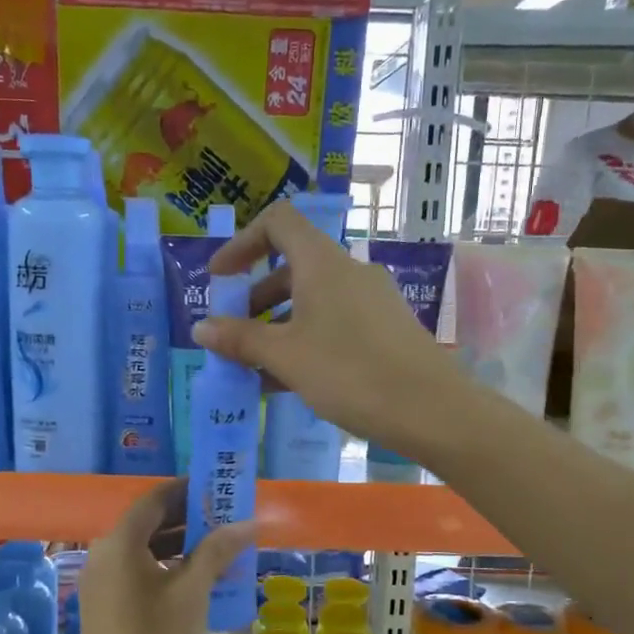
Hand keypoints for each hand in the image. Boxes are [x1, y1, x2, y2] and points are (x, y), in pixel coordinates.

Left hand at [71, 480, 254, 633]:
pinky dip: (169, 570)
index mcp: (120, 544)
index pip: (154, 500)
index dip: (187, 491)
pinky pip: (140, 574)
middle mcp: (105, 556)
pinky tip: (202, 583)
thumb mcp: (193, 595)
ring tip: (224, 550)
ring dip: (183, 546)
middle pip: (149, 524)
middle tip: (230, 520)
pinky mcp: (108, 609)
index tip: (220, 490)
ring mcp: (103, 585)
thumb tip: (247, 523)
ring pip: (146, 551)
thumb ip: (217, 551)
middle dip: (190, 519)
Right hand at [192, 199, 466, 460]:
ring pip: (312, 301)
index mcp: (322, 263)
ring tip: (254, 369)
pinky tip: (288, 382)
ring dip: (277, 326)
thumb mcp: (285, 356)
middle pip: (291, 267)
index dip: (241, 243)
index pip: (277, 222)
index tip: (219, 278)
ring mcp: (371, 300)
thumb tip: (201, 328)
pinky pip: (333, 323)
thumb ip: (240, 339)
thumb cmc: (350, 373)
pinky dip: (304, 341)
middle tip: (232, 335)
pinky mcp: (385, 329)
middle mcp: (348, 271)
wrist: (432, 411)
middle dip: (255, 299)